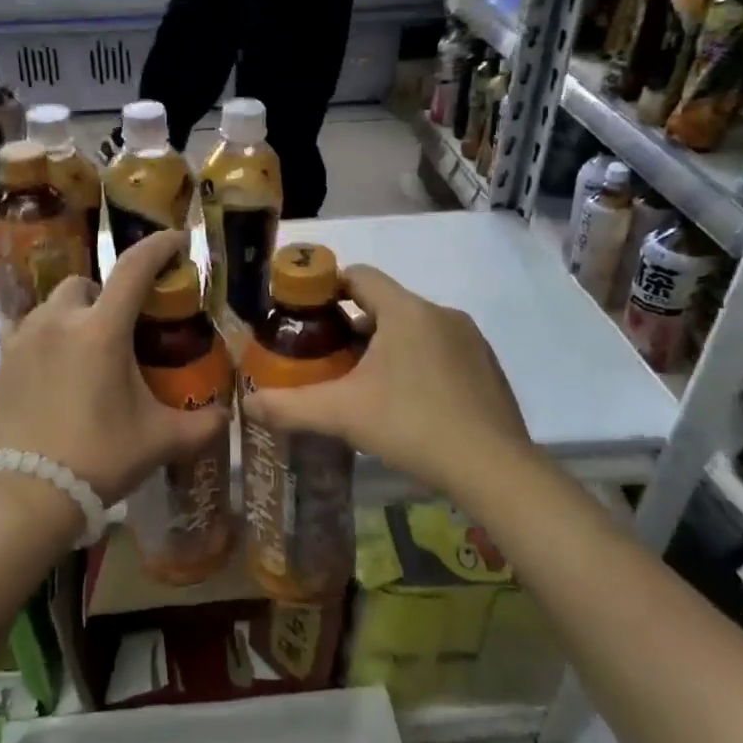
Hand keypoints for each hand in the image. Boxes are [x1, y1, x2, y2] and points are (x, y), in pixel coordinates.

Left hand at [0, 230, 229, 505]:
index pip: (134, 269)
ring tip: (86, 352)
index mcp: (101, 330)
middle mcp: (58, 322)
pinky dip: (45, 340)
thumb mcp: (159, 440)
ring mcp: (22, 339)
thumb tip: (226, 415)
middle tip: (121, 329)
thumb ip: (201, 424)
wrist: (27, 494)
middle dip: (106, 295)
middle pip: (85, 284)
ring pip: (52, 307)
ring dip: (73, 316)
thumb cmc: (99, 457)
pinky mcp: (1, 363)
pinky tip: (54, 372)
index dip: (159, 247)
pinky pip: (26, 333)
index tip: (177, 240)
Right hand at [242, 265, 532, 495]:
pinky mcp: (487, 367)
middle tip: (327, 360)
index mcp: (406, 311)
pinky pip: (440, 350)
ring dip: (385, 346)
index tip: (305, 315)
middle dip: (352, 326)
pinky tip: (407, 404)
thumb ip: (290, 406)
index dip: (326, 288)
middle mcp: (441, 314)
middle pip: (384, 304)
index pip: (359, 275)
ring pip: (414, 329)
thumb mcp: (342, 414)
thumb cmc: (412, 424)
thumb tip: (249, 404)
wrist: (493, 467)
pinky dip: (417, 363)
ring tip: (364, 385)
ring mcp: (470, 340)